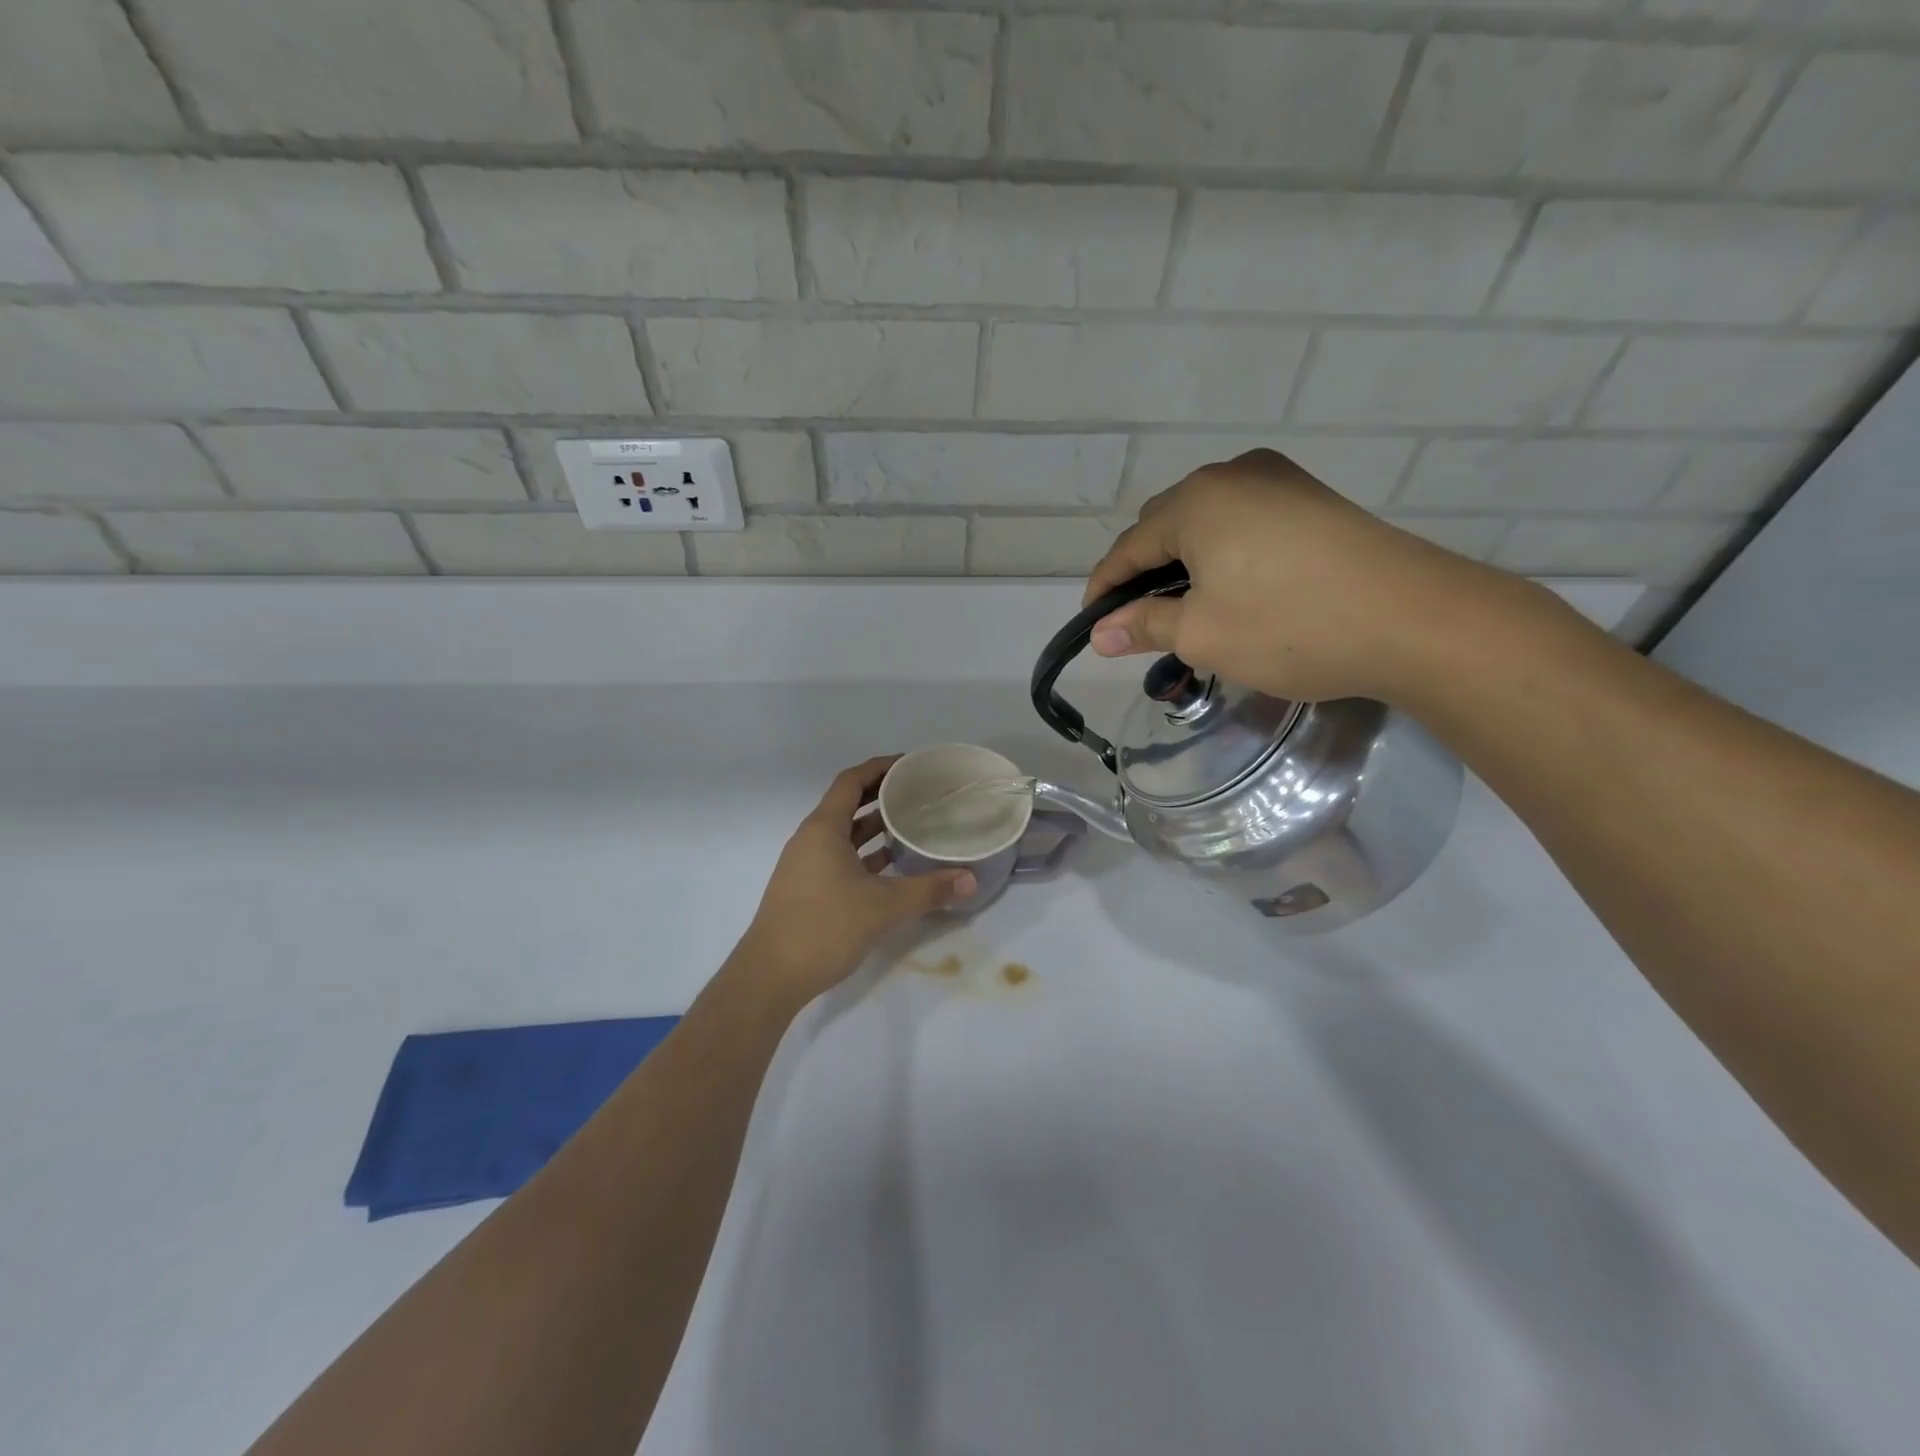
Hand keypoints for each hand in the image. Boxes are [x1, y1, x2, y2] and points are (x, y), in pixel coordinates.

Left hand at [731, 757, 975, 999]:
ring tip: (913, 823)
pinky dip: (866, 854)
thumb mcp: (883, 907)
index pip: (851, 781)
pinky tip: (893, 865)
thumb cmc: (824, 927)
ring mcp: (806, 865)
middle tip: (920, 791)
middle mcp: (811, 839)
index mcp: (823, 829)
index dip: (880, 767)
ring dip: (874, 826)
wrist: (770, 977)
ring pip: (845, 834)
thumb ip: (929, 890)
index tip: (911, 764)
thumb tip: (971, 880)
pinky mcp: (808, 888)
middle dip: (882, 795)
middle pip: (848, 804)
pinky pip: (841, 858)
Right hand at [1083, 448, 1510, 703]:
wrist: (1414, 620)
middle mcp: (1233, 474)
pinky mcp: (1312, 499)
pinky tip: (1234, 587)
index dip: (1104, 589)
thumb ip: (1143, 626)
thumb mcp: (1202, 634)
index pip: (1128, 547)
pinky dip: (1224, 554)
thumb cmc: (1289, 626)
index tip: (1093, 627)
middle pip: (1165, 526)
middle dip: (1145, 573)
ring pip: (1207, 522)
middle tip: (1143, 622)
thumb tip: (1099, 634)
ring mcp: (1279, 481)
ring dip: (1186, 563)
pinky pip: (1244, 521)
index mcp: (1197, 501)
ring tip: (1188, 608)